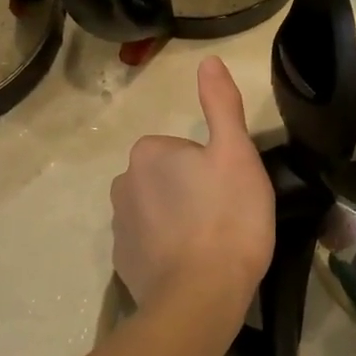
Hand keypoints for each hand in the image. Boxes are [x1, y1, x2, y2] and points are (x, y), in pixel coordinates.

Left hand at [109, 57, 274, 321]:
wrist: (201, 295)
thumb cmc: (227, 217)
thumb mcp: (236, 153)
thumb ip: (221, 104)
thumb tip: (209, 59)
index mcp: (149, 152)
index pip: (185, 150)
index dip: (214, 168)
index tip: (231, 191)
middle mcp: (123, 183)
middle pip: (169, 178)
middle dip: (193, 192)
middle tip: (227, 216)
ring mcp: (119, 226)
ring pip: (159, 210)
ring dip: (180, 221)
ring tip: (213, 244)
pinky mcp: (122, 263)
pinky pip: (150, 244)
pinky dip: (168, 250)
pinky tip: (193, 267)